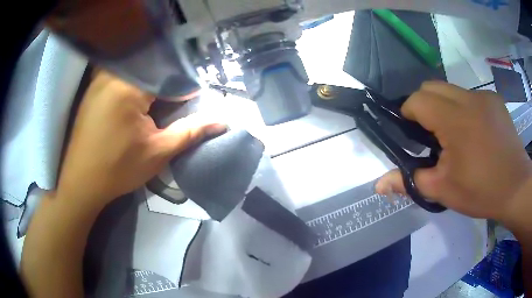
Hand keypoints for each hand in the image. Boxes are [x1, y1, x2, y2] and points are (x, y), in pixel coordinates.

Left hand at [56, 70, 225, 209]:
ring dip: (148, 83)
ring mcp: (99, 80)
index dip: (184, 90)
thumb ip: (190, 132)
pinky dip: (132, 84)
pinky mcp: (92, 89)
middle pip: (151, 70)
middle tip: (172, 105)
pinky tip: (133, 102)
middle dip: (166, 85)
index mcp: (130, 87)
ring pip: (134, 71)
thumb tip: (222, 122)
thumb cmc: (118, 169)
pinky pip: (119, 76)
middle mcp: (113, 75)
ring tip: (154, 103)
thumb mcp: (157, 152)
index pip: (168, 77)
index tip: (191, 103)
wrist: (81, 182)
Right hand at [375, 82, 531, 224]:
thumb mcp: (444, 190)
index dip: (409, 113)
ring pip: (452, 90)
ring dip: (446, 107)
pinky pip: (471, 96)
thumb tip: (378, 185)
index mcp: (454, 119)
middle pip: (433, 86)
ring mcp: (484, 97)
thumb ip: (410, 182)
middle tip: (432, 135)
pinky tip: (476, 133)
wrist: (517, 188)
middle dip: (425, 105)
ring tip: (456, 136)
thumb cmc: (481, 191)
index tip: (413, 133)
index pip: (418, 99)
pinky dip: (465, 109)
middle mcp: (468, 98)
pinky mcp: (496, 101)